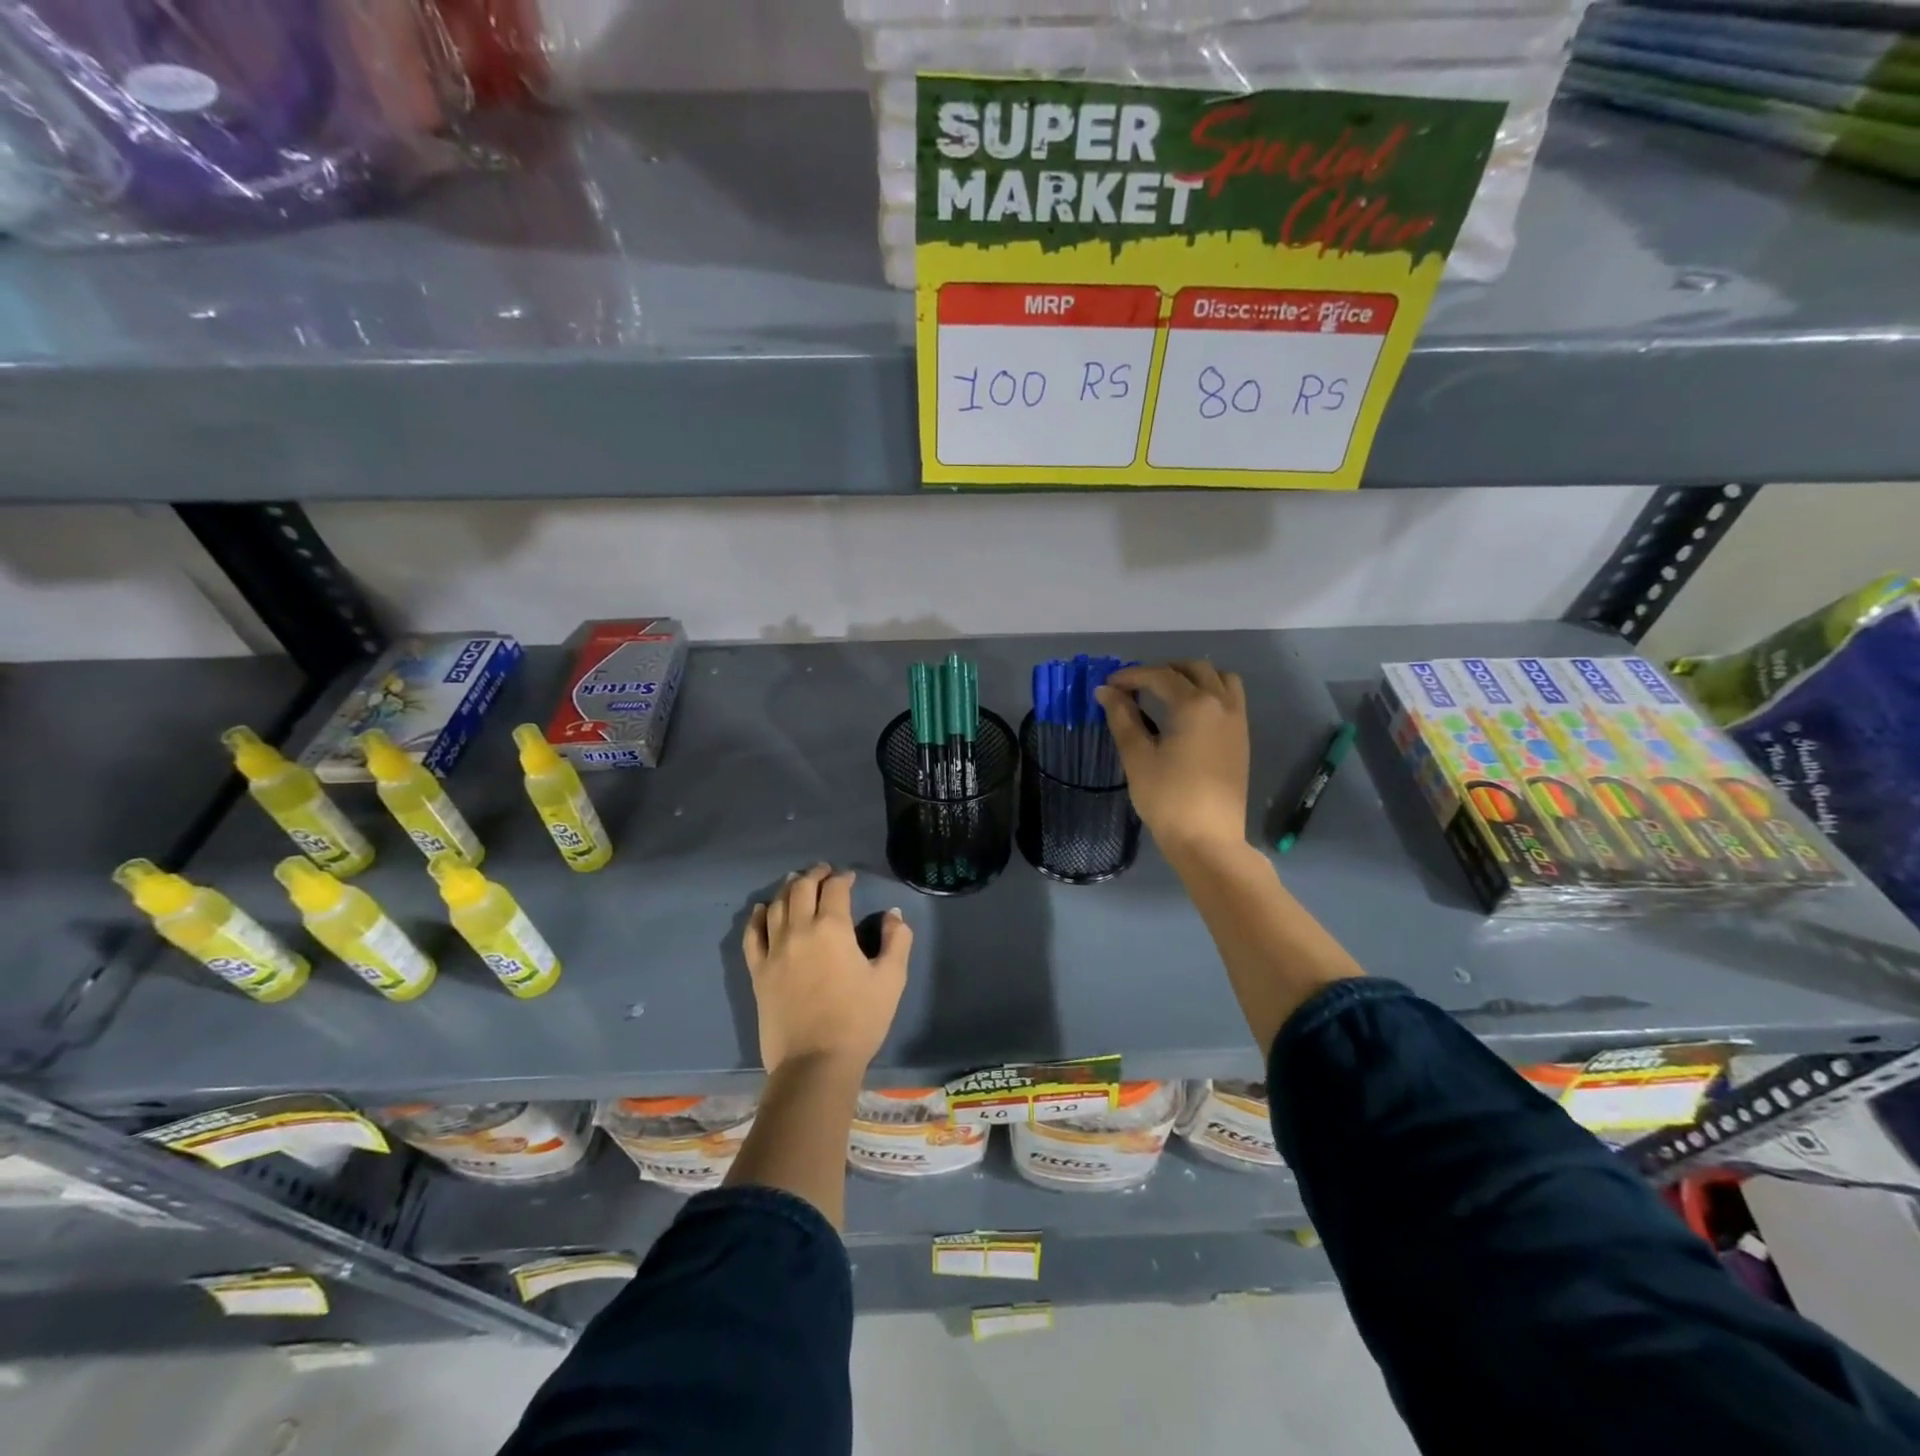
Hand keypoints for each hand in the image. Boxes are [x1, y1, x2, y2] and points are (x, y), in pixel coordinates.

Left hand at [743, 864, 911, 1074]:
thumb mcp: (891, 980)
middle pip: (801, 889)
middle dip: (814, 875)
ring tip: (795, 882)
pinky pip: (752, 935)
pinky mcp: (758, 971)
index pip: (835, 889)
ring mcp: (774, 950)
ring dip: (788, 888)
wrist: (814, 1063)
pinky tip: (763, 909)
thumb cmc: (858, 1020)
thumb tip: (893, 915)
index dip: (843, 878)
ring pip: (777, 905)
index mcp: (832, 928)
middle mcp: (799, 930)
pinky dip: (758, 916)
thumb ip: (896, 941)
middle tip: (823, 872)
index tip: (849, 878)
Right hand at [1096, 662, 1249, 856]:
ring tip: (1167, 693)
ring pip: (1220, 679)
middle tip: (1136, 686)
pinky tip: (1189, 714)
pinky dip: (1210, 692)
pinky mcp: (1242, 738)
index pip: (1160, 676)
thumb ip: (1122, 718)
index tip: (1109, 685)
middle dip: (1163, 670)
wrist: (1208, 839)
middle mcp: (1221, 704)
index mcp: (1194, 705)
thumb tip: (1106, 692)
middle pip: (1194, 669)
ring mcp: (1237, 720)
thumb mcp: (1137, 757)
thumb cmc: (1167, 798)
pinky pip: (1230, 699)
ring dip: (1193, 676)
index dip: (1132, 676)